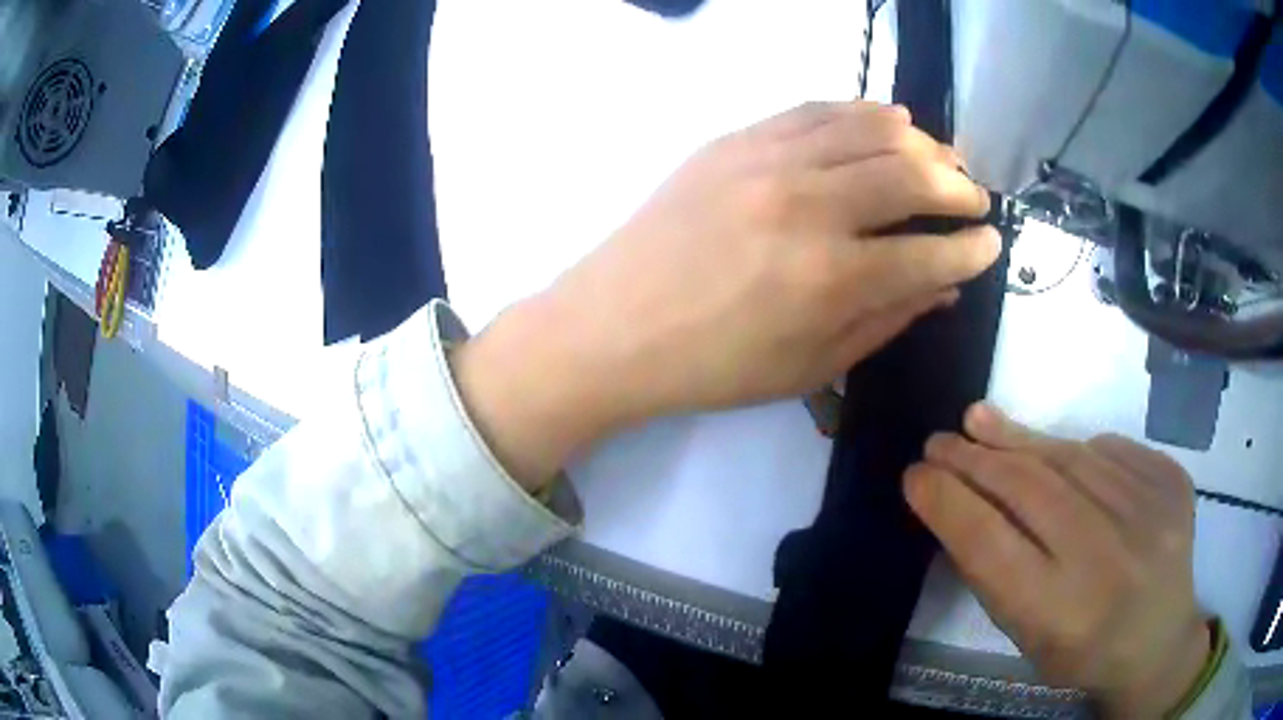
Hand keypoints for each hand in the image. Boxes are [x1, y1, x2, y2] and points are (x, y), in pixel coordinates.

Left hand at [456, 101, 998, 486]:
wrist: (614, 326)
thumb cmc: (713, 365)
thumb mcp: (810, 367)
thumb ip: (885, 321)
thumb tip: (943, 287)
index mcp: (830, 279)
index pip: (930, 252)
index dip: (970, 248)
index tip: (990, 243)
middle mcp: (809, 206)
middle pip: (911, 173)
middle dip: (958, 185)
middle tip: (974, 197)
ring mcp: (769, 161)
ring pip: (870, 128)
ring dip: (919, 141)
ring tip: (941, 156)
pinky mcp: (736, 140)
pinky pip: (816, 110)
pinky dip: (861, 111)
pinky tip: (886, 120)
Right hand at [904, 404, 1210, 717]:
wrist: (1158, 641)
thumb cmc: (1083, 653)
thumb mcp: (1029, 636)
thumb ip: (996, 573)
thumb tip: (959, 502)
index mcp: (1063, 614)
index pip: (991, 545)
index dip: (949, 504)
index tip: (915, 476)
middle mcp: (1108, 559)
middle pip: (1031, 491)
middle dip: (975, 461)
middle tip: (939, 441)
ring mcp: (1149, 512)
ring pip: (1070, 458)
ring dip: (1018, 439)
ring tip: (978, 422)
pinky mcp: (1171, 481)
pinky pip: (1111, 451)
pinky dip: (1074, 448)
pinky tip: (1054, 452)